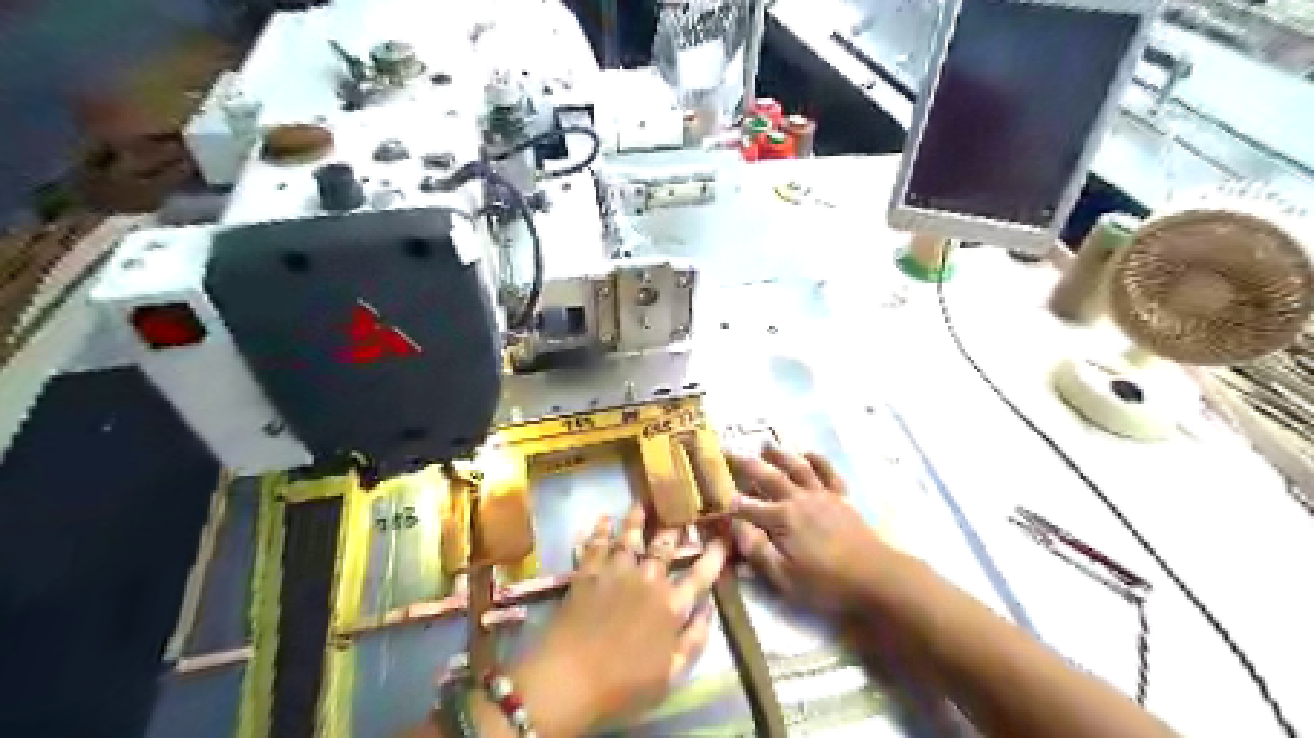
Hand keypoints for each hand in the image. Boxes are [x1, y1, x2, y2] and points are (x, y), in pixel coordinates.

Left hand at [509, 503, 721, 730]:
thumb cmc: (624, 686)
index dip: (715, 555)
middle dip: (676, 526)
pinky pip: (597, 545)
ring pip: (631, 537)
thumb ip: (694, 640)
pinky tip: (604, 519)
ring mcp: (616, 572)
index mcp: (671, 605)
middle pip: (665, 546)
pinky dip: (601, 530)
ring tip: (643, 502)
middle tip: (682, 508)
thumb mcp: (671, 676)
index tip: (723, 537)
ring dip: (638, 519)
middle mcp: (648, 580)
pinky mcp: (587, 573)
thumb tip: (709, 609)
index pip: (701, 575)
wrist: (569, 679)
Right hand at [730, 448, 880, 614]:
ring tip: (764, 444)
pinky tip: (809, 453)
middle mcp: (798, 499)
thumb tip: (735, 528)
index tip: (712, 492)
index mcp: (781, 519)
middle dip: (746, 465)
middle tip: (728, 450)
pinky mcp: (842, 498)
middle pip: (768, 477)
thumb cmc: (826, 582)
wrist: (877, 576)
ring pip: (796, 467)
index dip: (728, 500)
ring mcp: (822, 495)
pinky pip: (828, 473)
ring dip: (779, 454)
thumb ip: (757, 551)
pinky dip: (818, 460)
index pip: (747, 506)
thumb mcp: (784, 577)